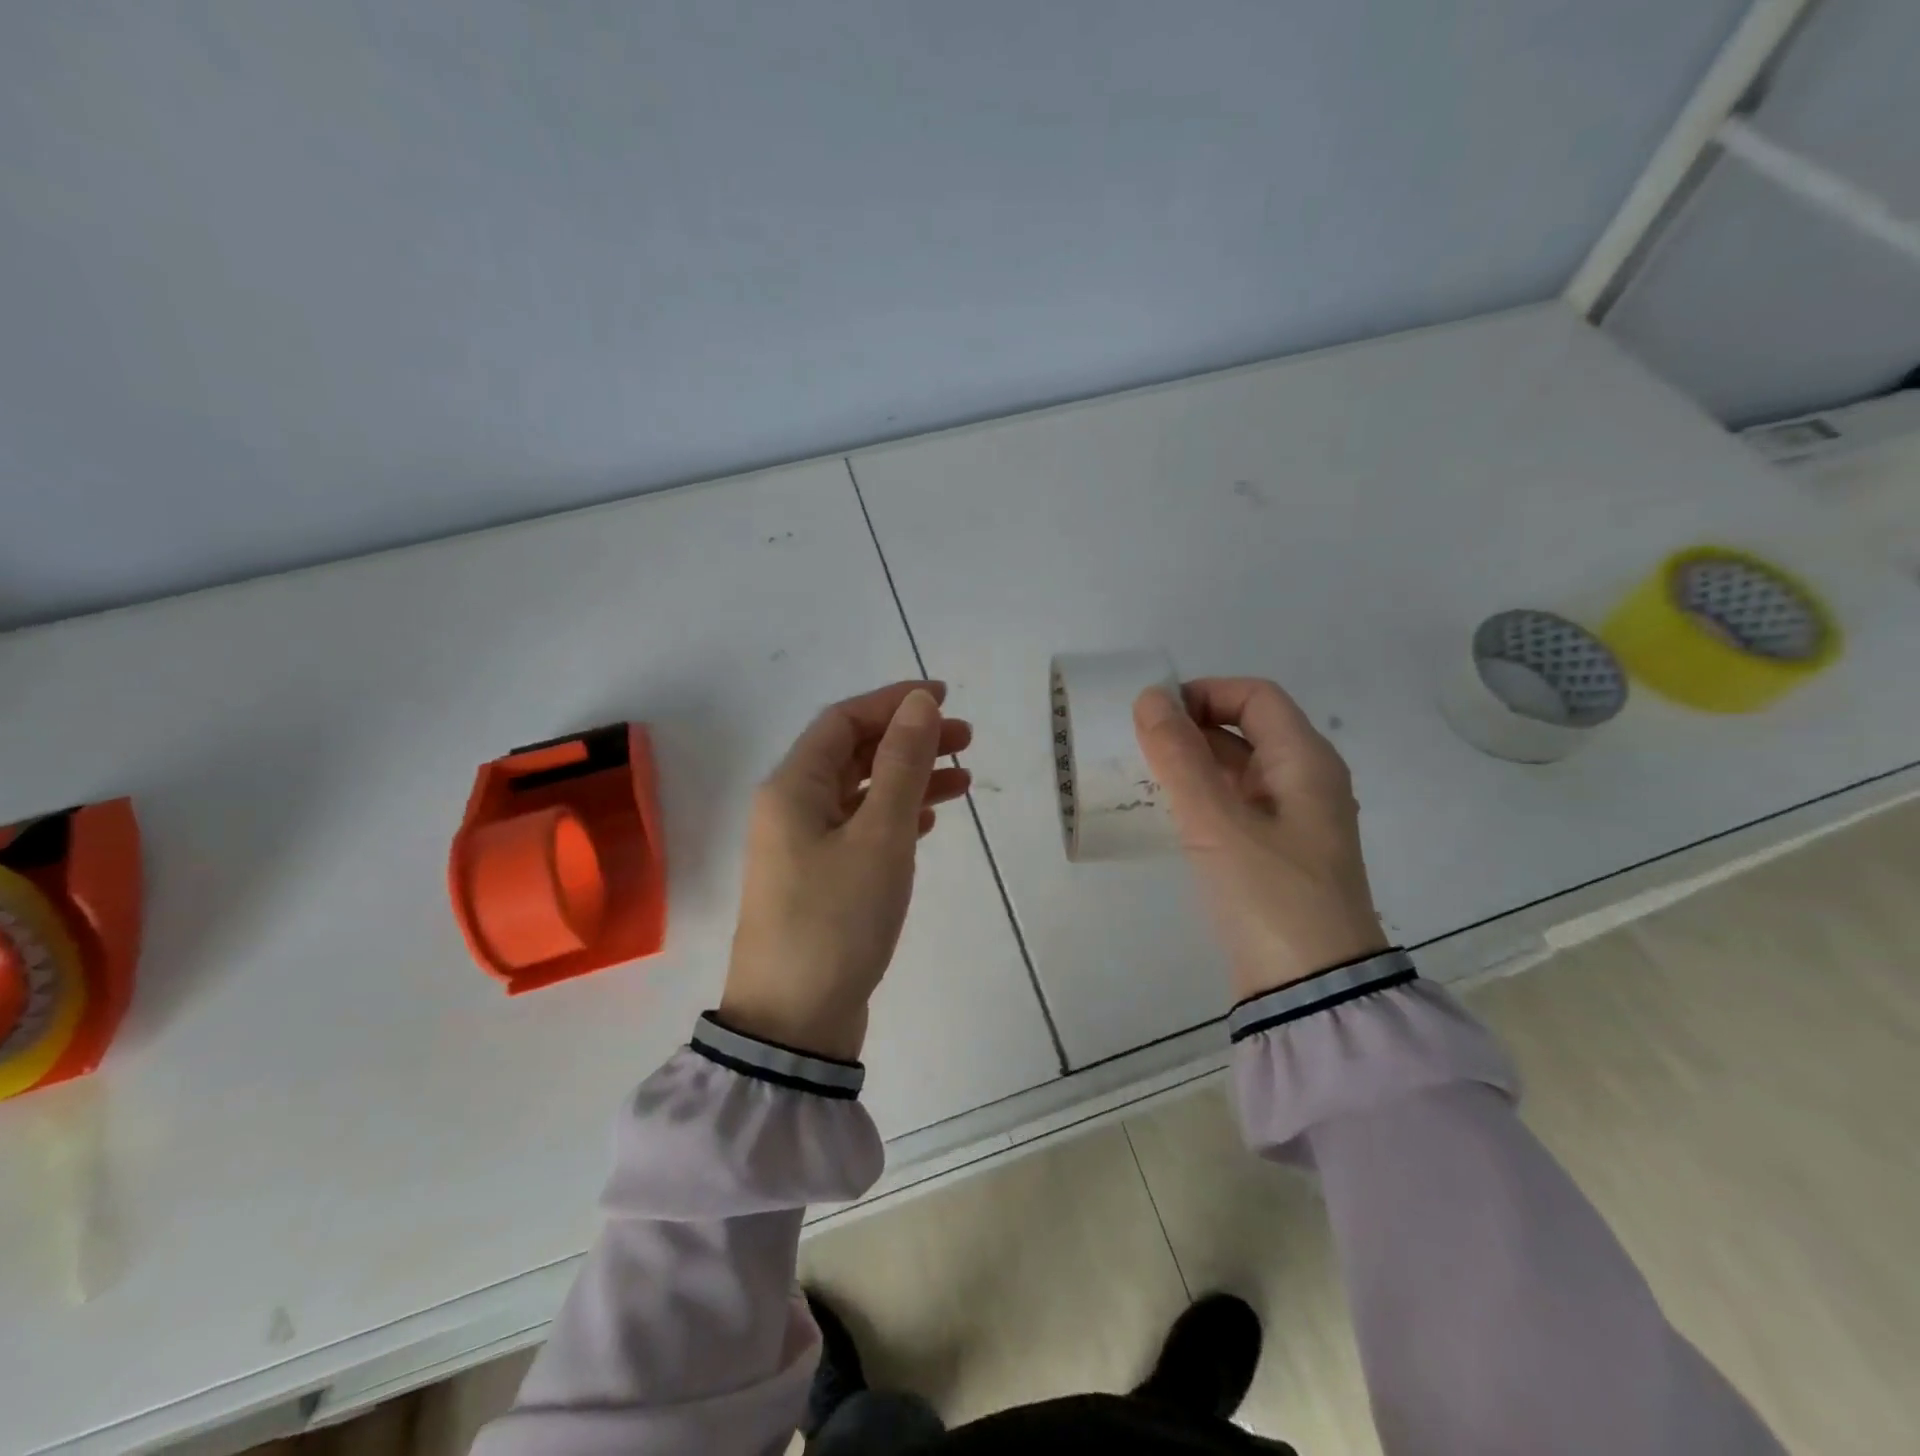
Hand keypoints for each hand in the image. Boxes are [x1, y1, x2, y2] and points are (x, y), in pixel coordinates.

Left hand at [720, 681, 971, 1060]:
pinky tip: (928, 819)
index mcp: (793, 787)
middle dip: (909, 739)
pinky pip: (861, 829)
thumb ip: (901, 764)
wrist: (794, 1024)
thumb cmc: (837, 920)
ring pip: (862, 793)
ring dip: (909, 779)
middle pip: (853, 753)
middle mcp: (792, 808)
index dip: (893, 702)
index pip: (844, 721)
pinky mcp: (820, 880)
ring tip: (964, 779)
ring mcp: (803, 847)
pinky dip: (896, 816)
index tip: (945, 697)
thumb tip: (919, 701)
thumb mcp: (879, 836)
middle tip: (966, 739)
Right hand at [1134, 678, 1387, 1000]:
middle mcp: (1305, 782)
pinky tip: (1168, 810)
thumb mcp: (1217, 822)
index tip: (1155, 714)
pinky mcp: (1276, 853)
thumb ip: (1179, 758)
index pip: (1256, 697)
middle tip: (1139, 744)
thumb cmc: (1270, 894)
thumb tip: (1149, 699)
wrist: (1310, 989)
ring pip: (1239, 769)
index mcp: (1306, 762)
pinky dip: (1203, 796)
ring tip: (1144, 773)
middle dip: (1193, 727)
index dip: (1205, 693)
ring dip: (1194, 763)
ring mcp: (1293, 820)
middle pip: (1247, 729)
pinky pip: (1236, 805)